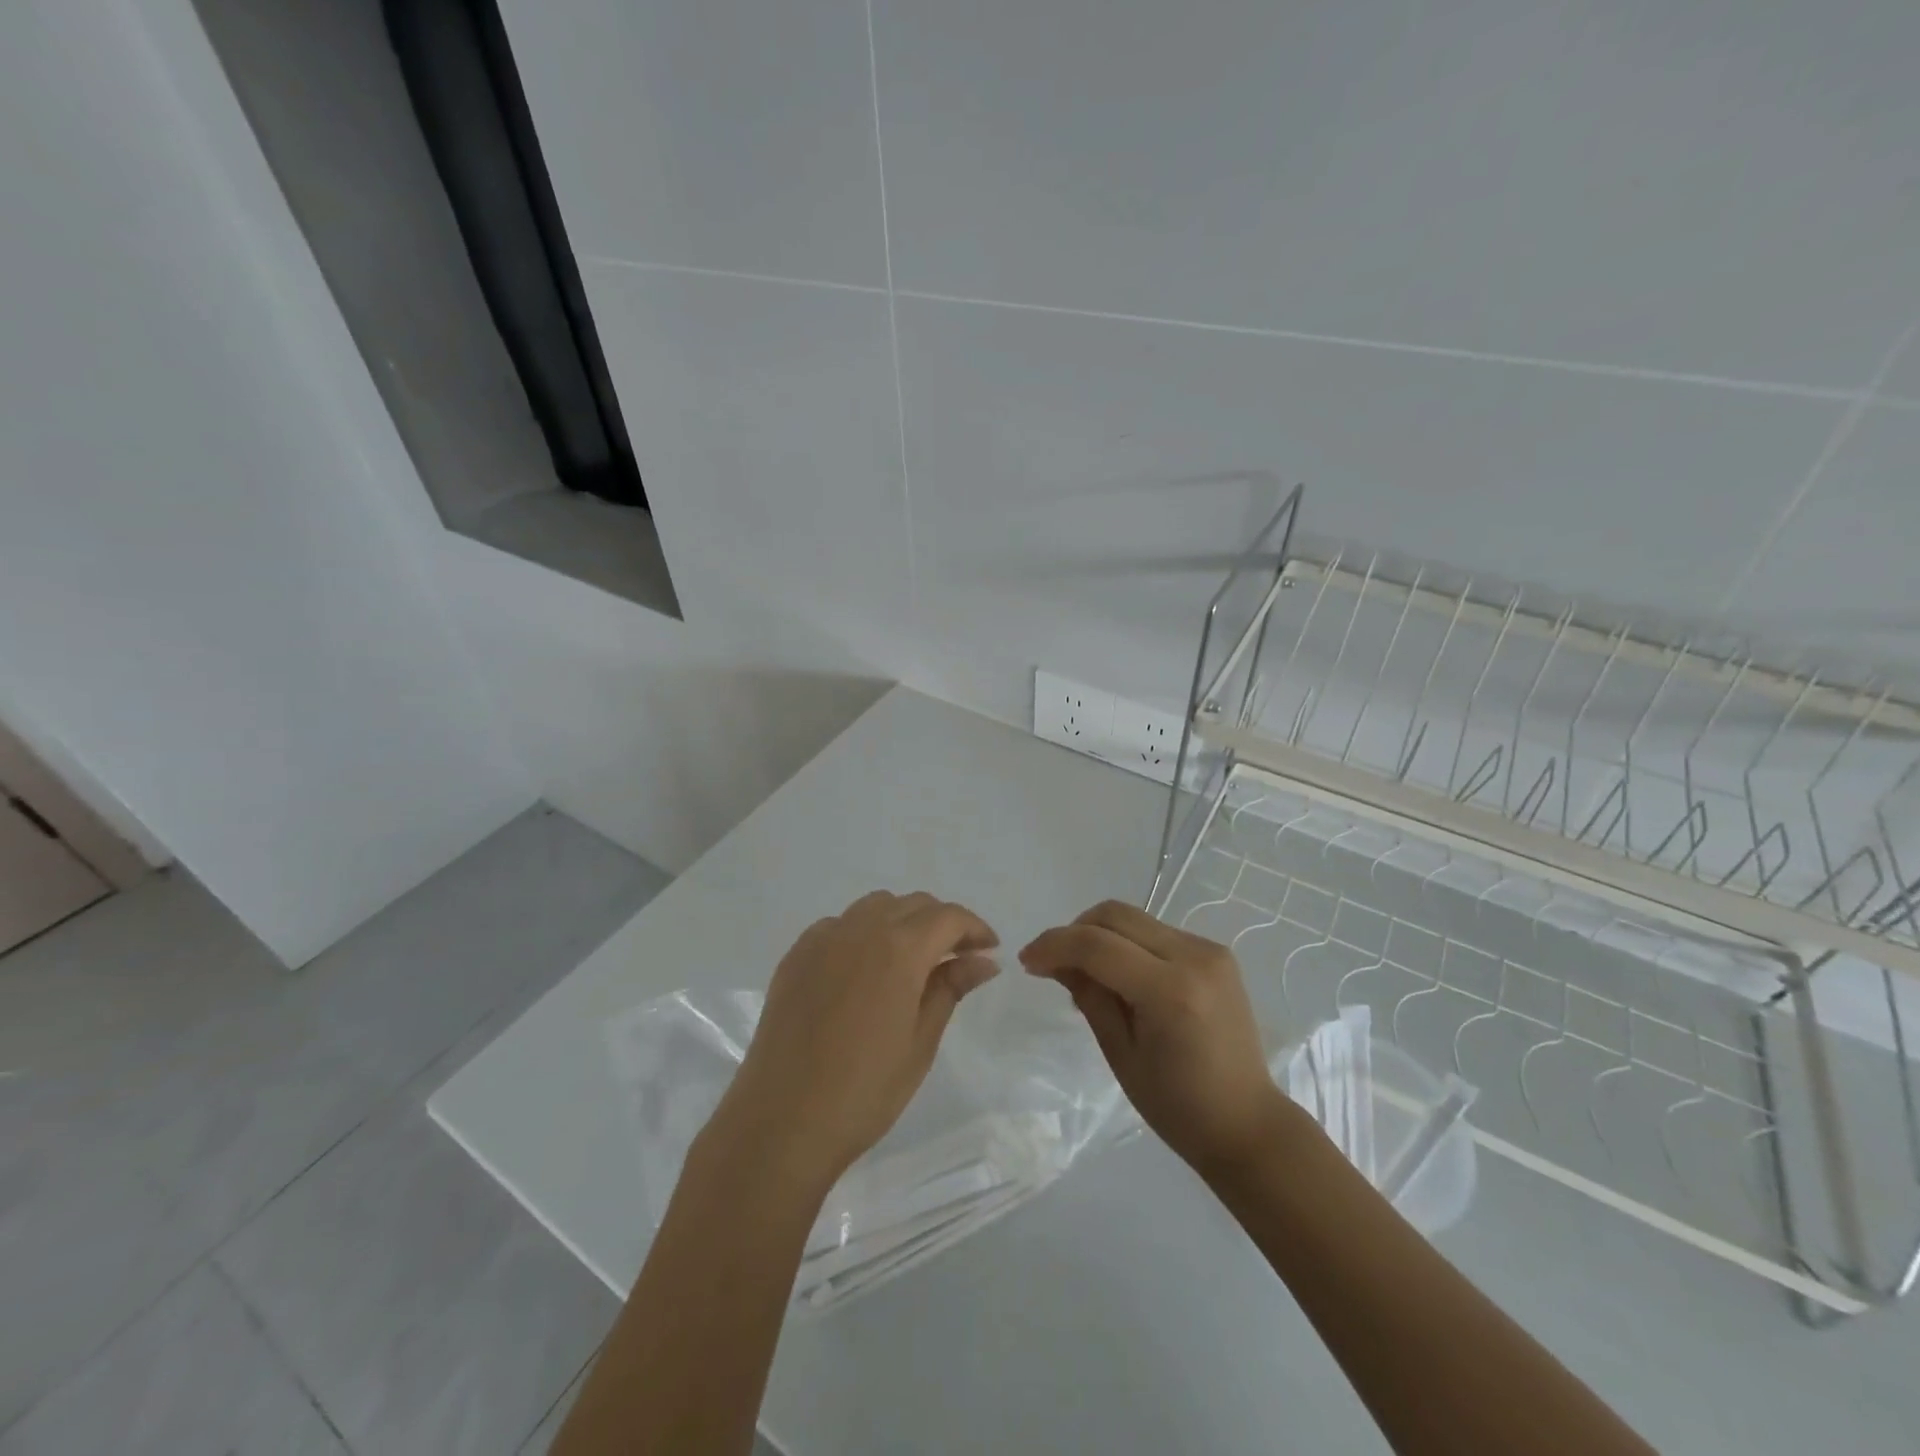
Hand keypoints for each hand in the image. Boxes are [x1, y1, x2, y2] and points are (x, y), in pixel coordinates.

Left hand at [706, 891, 1000, 1191]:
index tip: (989, 951)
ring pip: (875, 907)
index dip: (975, 928)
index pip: (948, 917)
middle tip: (957, 959)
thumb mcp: (920, 1042)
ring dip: (903, 921)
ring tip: (912, 961)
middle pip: (913, 904)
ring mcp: (822, 938)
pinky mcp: (796, 955)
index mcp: (899, 948)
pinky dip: (864, 933)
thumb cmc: (864, 1090)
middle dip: (942, 923)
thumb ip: (950, 988)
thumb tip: (984, 960)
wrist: (781, 1121)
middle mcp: (860, 928)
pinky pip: (840, 925)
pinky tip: (865, 970)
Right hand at [1020, 900, 1286, 1175]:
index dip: (1054, 945)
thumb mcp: (1121, 1055)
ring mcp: (1209, 950)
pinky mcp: (1215, 952)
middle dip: (1074, 931)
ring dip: (1099, 935)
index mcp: (1171, 992)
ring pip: (1134, 918)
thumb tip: (1058, 962)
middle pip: (1115, 915)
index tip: (1027, 961)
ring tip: (1083, 971)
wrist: (1248, 1124)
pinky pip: (1156, 932)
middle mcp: (1194, 957)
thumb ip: (1089, 997)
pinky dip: (1127, 943)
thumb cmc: (1178, 1107)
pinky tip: (1119, 975)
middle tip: (1050, 962)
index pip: (1097, 946)